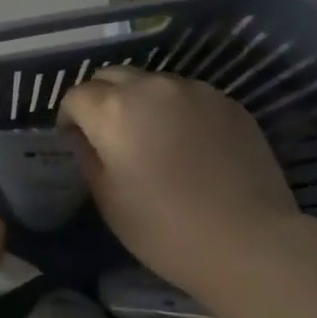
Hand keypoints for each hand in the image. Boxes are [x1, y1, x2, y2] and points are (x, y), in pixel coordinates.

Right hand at [57, 67, 296, 292]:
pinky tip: (188, 146)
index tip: (76, 141)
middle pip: (113, 76)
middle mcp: (153, 86)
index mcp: (114, 110)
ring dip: (141, 102)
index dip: (70, 118)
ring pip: (154, 83)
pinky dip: (177, 111)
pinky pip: (189, 96)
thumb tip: (85, 137)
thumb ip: (89, 158)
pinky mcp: (228, 102)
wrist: (246, 240)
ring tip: (151, 139)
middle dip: (102, 99)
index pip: (77, 95)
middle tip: (108, 136)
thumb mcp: (108, 201)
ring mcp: (196, 90)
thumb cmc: (164, 230)